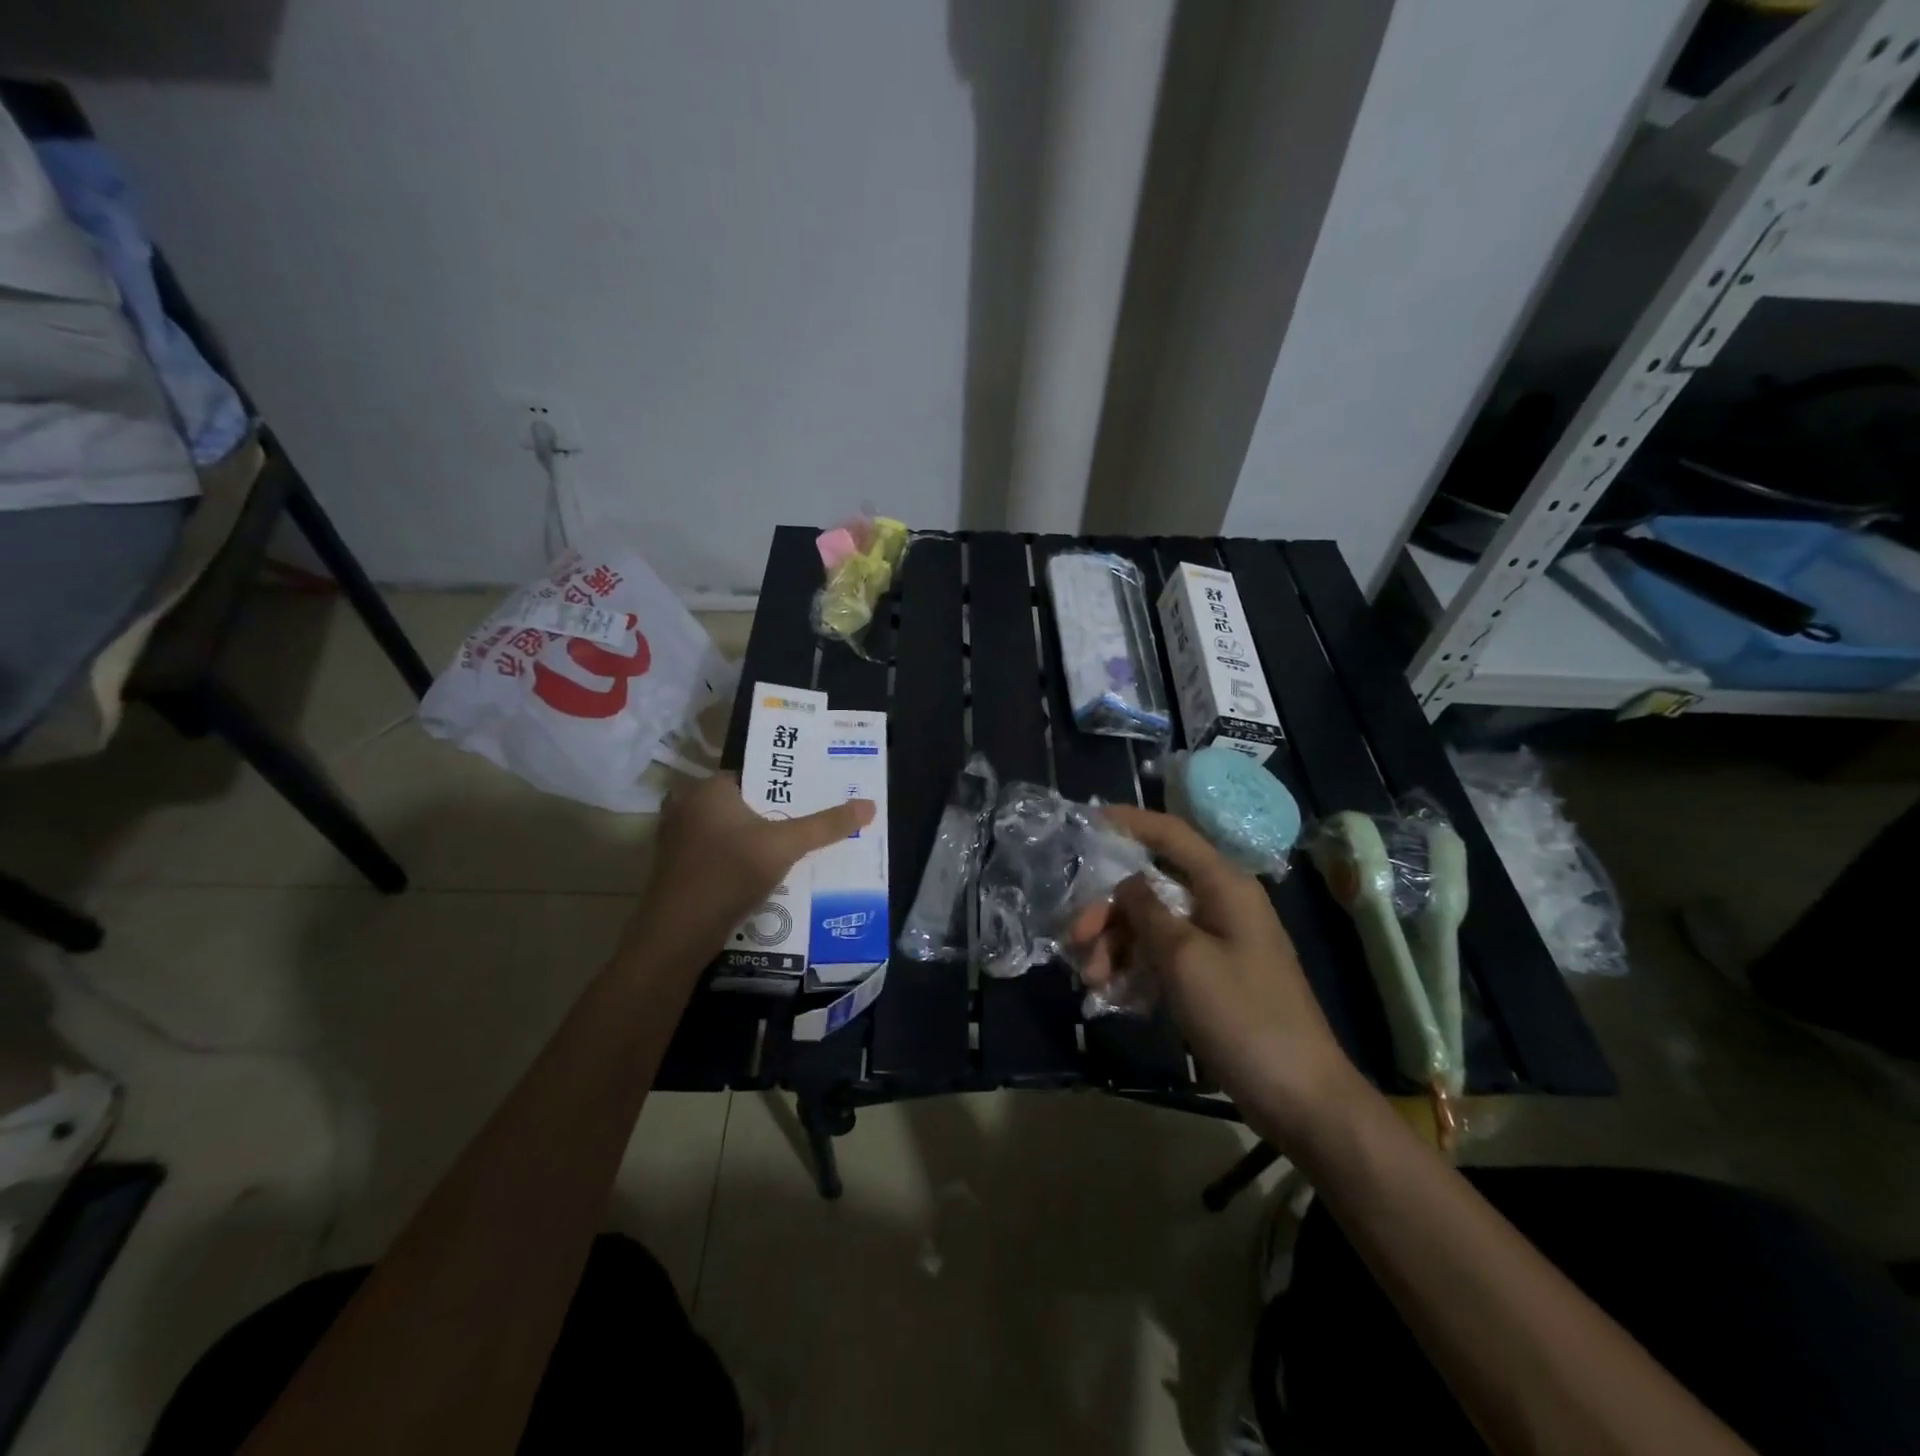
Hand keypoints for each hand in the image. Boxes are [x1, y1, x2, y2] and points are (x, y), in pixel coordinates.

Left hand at [627, 773, 874, 971]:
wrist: (677, 935)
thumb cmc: (729, 874)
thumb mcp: (785, 846)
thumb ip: (826, 825)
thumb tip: (869, 804)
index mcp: (708, 789)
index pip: (755, 774)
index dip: (786, 783)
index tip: (813, 795)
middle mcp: (687, 807)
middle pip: (744, 804)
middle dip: (775, 814)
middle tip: (810, 823)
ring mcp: (677, 840)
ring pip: (730, 831)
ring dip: (757, 840)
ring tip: (795, 849)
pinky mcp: (677, 870)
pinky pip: (718, 854)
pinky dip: (739, 860)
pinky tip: (765, 875)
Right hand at [1071, 806, 1362, 1147]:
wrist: (1299, 1097)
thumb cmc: (1242, 1016)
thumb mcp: (1183, 957)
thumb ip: (1146, 910)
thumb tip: (1126, 882)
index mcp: (1224, 886)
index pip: (1171, 834)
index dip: (1129, 822)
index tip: (1087, 820)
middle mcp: (1221, 904)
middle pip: (1151, 886)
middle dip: (1108, 909)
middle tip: (1076, 940)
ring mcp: (1219, 942)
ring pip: (1152, 924)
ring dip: (1117, 945)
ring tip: (1094, 981)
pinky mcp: (1213, 977)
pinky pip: (1164, 956)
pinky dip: (1136, 967)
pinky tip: (1115, 993)